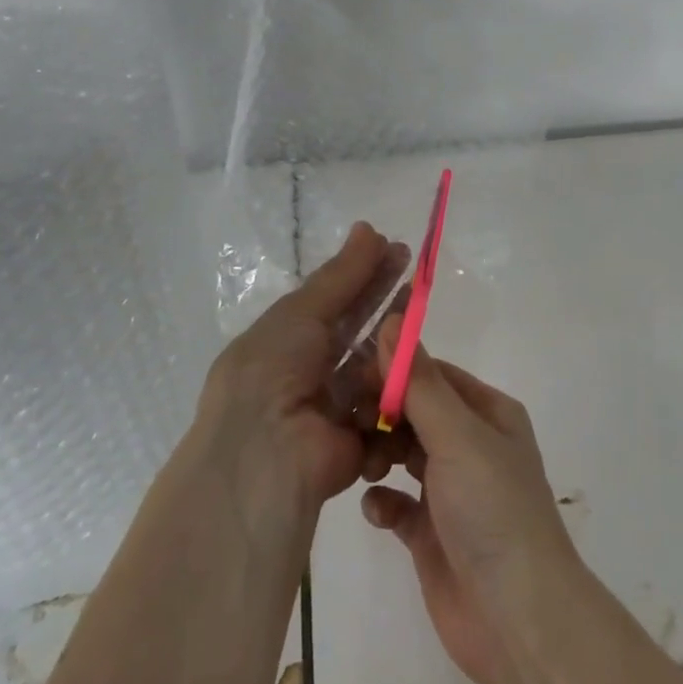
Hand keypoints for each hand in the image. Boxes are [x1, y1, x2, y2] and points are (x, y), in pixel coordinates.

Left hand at [194, 223, 408, 518]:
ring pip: (374, 370)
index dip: (365, 274)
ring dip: (391, 352)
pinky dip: (390, 395)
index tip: (398, 250)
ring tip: (410, 334)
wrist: (263, 456)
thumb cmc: (273, 371)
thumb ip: (341, 275)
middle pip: (358, 331)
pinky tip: (400, 378)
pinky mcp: (356, 444)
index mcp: (285, 341)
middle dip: (387, 304)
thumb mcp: (301, 313)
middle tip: (418, 275)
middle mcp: (307, 372)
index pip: (334, 300)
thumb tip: (369, 227)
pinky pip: (384, 412)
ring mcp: (332, 409)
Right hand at [360, 319, 582, 683]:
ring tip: (361, 465)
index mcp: (487, 413)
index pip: (432, 375)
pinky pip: (396, 503)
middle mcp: (470, 445)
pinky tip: (376, 509)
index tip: (349, 375)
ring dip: (377, 454)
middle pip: (413, 412)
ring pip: (401, 454)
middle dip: (380, 414)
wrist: (517, 619)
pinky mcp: (431, 533)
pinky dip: (382, 501)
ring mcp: (451, 490)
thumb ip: (419, 383)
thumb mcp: (458, 437)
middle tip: (344, 421)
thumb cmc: (493, 511)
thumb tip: (391, 321)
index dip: (393, 371)